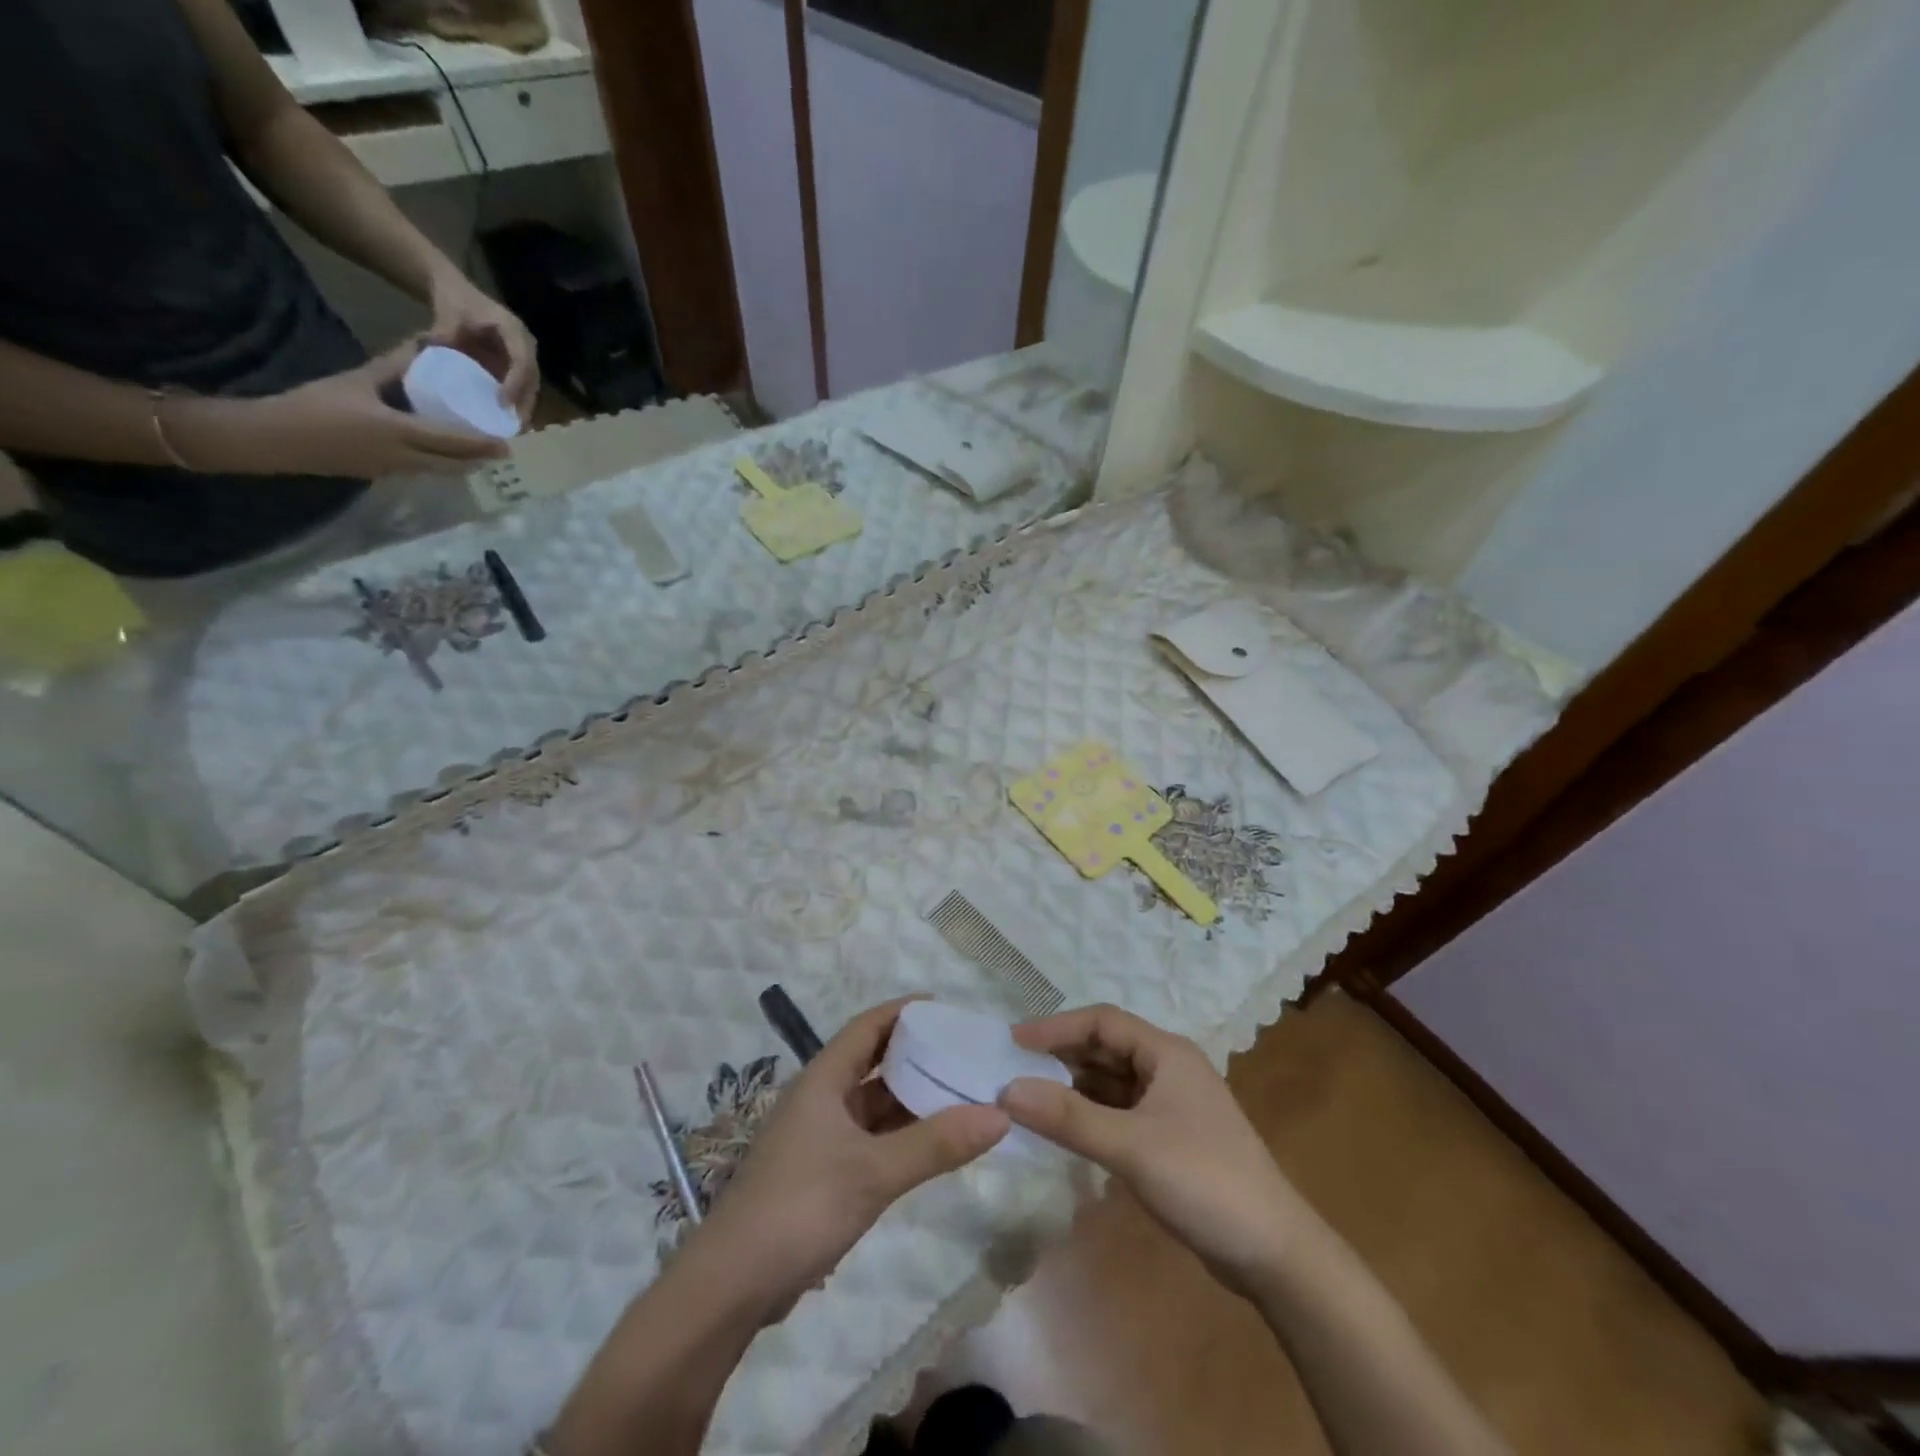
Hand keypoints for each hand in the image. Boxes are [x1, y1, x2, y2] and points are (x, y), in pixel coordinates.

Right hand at [172, 342, 508, 477]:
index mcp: (400, 432)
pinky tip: (447, 455)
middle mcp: (406, 458)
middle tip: (502, 451)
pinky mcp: (385, 475)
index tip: (507, 443)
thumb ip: (394, 366)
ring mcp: (396, 471)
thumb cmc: (316, 405)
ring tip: (482, 454)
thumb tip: (424, 347)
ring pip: (441, 471)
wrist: (276, 438)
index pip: (453, 442)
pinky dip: (443, 464)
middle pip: (455, 464)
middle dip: (480, 459)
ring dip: (464, 465)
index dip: (482, 445)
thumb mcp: (358, 380)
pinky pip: (424, 471)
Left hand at [428, 268, 539, 422]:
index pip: (522, 361)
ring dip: (524, 408)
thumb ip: (445, 331)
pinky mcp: (516, 366)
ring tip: (514, 429)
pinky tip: (507, 420)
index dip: (516, 383)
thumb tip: (437, 349)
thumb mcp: (448, 312)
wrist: (457, 292)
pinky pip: (522, 388)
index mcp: (513, 330)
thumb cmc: (455, 300)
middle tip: (515, 427)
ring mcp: (523, 357)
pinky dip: (517, 404)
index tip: (503, 402)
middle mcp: (526, 345)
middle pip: (532, 380)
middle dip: (525, 404)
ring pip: (531, 387)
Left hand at [691, 999, 1008, 1319]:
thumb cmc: (800, 1207)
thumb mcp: (873, 1172)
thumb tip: (999, 1114)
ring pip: (875, 1105)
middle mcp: (821, 1099)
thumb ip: (936, 1144)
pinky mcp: (823, 1174)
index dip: (905, 1011)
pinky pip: (872, 1139)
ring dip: (913, 1099)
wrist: (731, 1286)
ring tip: (962, 1094)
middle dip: (918, 1056)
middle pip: (875, 1062)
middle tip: (966, 1053)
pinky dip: (902, 1136)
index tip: (948, 1008)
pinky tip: (934, 1144)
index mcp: (824, 1079)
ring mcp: (821, 1138)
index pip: (868, 1026)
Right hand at [1001, 1004, 1306, 1297]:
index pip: (1102, 1021)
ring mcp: (1170, 1104)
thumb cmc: (1204, 1181)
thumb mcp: (1132, 1146)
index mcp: (1166, 1053)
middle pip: (1105, 1048)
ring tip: (1030, 1099)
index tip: (1013, 1041)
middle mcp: (1168, 1068)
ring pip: (1111, 1081)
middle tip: (1014, 1070)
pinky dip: (1090, 1114)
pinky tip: (1065, 1129)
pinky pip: (1119, 1111)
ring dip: (1073, 1086)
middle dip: (1061, 1056)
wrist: (1273, 1253)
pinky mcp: (1169, 1137)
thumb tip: (1008, 1089)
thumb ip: (1069, 1117)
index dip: (1056, 1027)